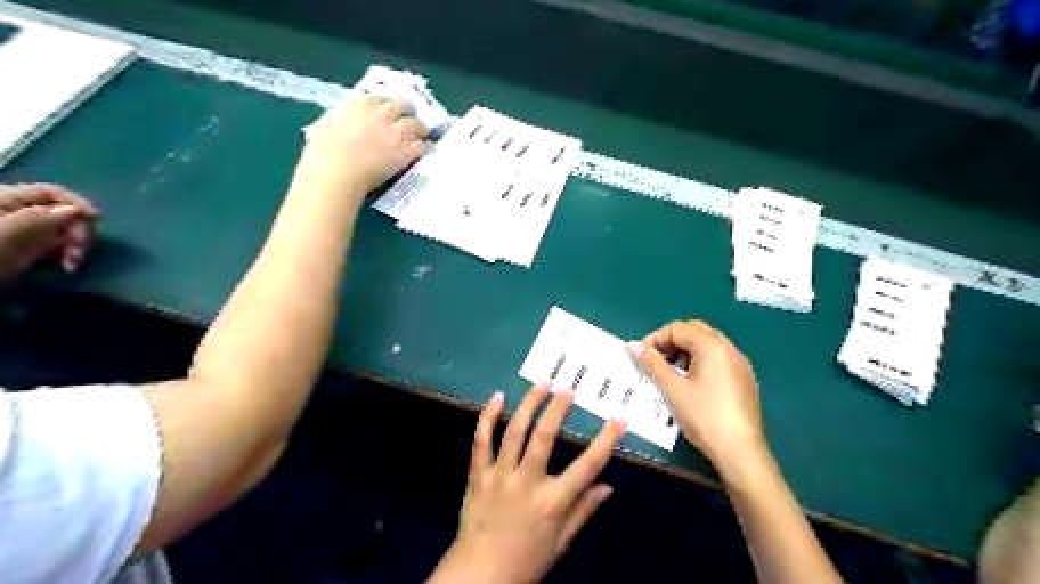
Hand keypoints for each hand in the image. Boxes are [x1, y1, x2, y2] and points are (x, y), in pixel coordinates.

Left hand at [0, 184, 98, 280]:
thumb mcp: (2, 235)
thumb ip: (36, 219)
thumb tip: (74, 210)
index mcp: (4, 198)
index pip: (49, 192)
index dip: (75, 202)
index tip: (97, 219)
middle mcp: (18, 211)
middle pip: (63, 211)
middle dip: (78, 229)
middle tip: (80, 249)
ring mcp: (26, 230)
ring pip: (67, 229)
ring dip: (78, 245)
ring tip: (74, 262)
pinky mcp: (33, 247)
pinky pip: (63, 244)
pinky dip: (71, 254)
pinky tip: (69, 266)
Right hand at [298, 96, 429, 196]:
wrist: (338, 172)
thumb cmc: (323, 154)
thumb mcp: (325, 128)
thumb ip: (338, 122)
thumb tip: (340, 124)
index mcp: (358, 105)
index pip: (379, 99)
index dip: (385, 106)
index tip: (387, 111)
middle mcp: (380, 114)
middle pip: (401, 106)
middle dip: (407, 111)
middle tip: (409, 118)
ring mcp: (395, 133)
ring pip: (416, 124)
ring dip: (420, 128)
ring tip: (422, 133)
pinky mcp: (405, 152)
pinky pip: (422, 146)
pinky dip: (425, 146)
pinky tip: (427, 149)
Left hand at [431, 384, 623, 582]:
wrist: (479, 575)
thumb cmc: (525, 561)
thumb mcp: (561, 542)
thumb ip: (583, 511)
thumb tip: (608, 487)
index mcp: (552, 502)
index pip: (586, 466)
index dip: (606, 440)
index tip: (619, 418)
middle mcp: (526, 483)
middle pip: (543, 437)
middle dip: (557, 409)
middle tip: (567, 388)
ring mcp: (499, 476)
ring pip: (513, 432)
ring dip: (528, 404)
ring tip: (541, 384)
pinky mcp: (478, 474)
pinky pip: (481, 440)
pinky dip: (488, 417)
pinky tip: (496, 397)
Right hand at [625, 321, 761, 477]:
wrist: (740, 451)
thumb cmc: (703, 416)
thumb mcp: (672, 389)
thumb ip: (651, 363)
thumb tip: (632, 345)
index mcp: (712, 346)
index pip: (677, 328)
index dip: (655, 339)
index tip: (640, 357)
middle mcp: (729, 348)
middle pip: (694, 332)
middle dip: (671, 342)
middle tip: (654, 361)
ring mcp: (740, 364)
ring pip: (707, 345)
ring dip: (685, 352)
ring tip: (670, 373)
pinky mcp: (744, 380)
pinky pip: (718, 360)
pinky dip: (699, 362)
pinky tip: (690, 385)